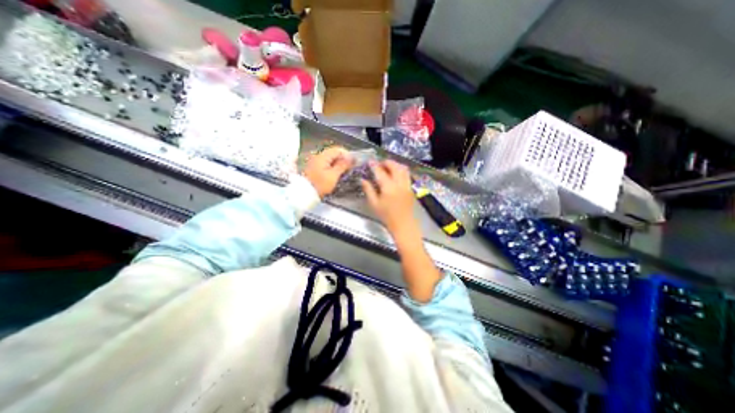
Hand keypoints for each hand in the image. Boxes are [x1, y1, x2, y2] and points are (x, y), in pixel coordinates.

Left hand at [301, 145, 352, 196]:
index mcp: (323, 156)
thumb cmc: (320, 185)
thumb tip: (351, 158)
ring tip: (345, 172)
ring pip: (330, 159)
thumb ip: (343, 165)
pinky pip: (326, 164)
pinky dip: (333, 167)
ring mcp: (315, 162)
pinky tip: (336, 174)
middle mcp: (318, 156)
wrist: (305, 194)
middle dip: (343, 160)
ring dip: (338, 164)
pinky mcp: (315, 168)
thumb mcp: (333, 175)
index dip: (347, 154)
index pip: (338, 149)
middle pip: (334, 153)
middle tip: (350, 168)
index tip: (353, 163)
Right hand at [363, 158, 419, 235]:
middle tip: (379, 164)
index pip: (380, 172)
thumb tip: (363, 180)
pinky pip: (407, 174)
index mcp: (388, 187)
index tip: (370, 161)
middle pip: (394, 166)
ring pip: (403, 169)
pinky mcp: (410, 188)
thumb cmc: (386, 216)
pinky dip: (401, 170)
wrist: (403, 224)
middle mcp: (399, 184)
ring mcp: (407, 185)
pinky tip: (395, 174)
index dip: (374, 165)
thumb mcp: (374, 204)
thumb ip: (368, 190)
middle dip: (386, 162)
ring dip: (395, 165)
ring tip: (388, 167)